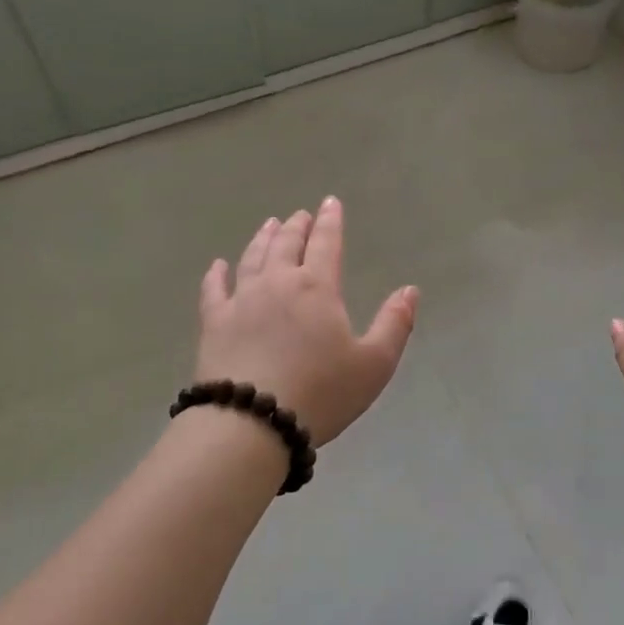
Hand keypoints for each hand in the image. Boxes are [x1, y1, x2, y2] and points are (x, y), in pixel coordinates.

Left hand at [196, 198, 418, 444]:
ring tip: (269, 225)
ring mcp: (241, 301)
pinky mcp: (214, 323)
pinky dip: (216, 274)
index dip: (331, 221)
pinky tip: (218, 266)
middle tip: (300, 215)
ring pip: (252, 258)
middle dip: (296, 226)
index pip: (326, 243)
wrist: (253, 422)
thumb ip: (394, 324)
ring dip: (262, 239)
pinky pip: (213, 289)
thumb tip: (410, 290)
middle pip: (287, 244)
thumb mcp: (374, 364)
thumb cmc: (322, 393)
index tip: (330, 202)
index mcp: (317, 288)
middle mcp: (277, 283)